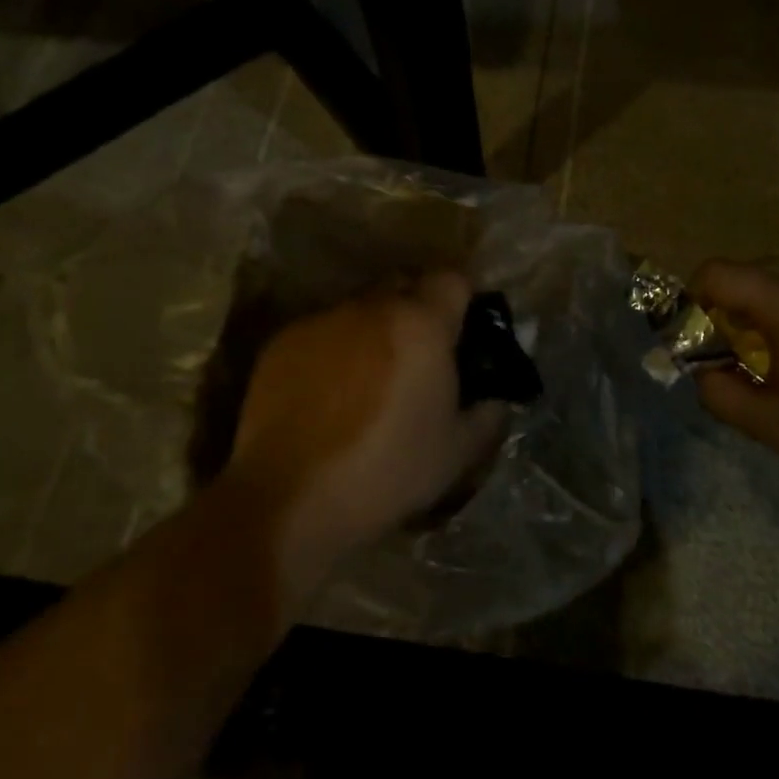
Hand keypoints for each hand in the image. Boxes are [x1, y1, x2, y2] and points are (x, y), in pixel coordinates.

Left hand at [226, 272, 506, 584]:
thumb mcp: (458, 452)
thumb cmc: (388, 472)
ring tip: (369, 379)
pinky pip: (323, 331)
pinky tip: (328, 394)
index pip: (452, 279)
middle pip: (404, 285)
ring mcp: (322, 321)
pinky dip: (335, 349)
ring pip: (360, 308)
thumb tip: (495, 397)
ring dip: (374, 330)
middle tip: (420, 357)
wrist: (291, 499)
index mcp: (421, 324)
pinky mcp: (283, 342)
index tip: (462, 334)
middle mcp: (371, 307)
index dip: (462, 301)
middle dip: (417, 310)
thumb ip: (487, 413)